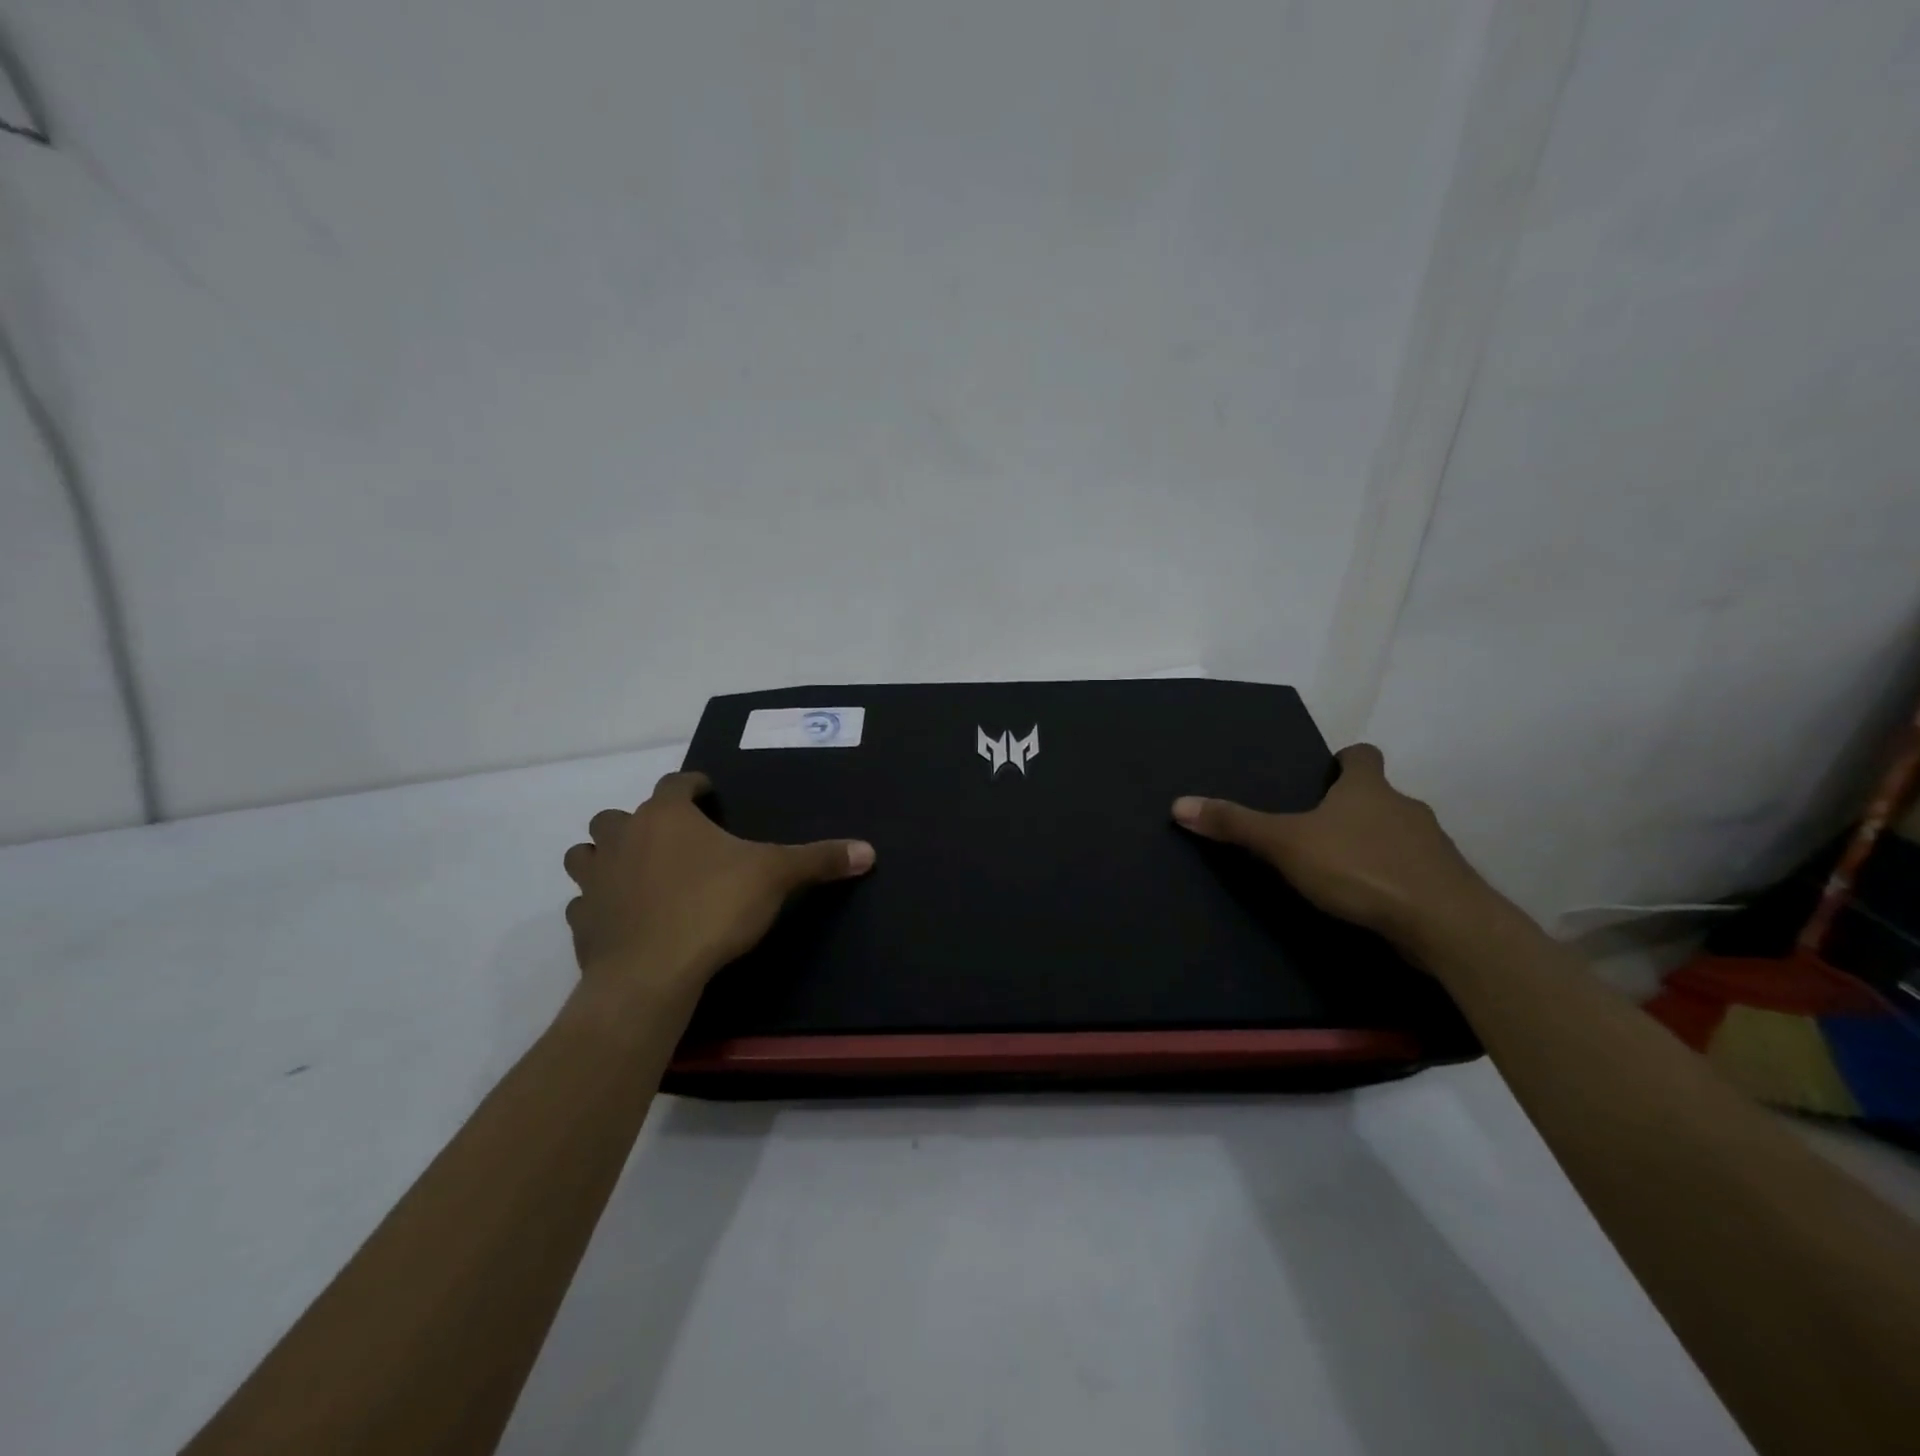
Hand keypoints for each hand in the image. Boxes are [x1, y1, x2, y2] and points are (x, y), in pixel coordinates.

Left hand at [562, 771, 874, 1003]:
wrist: (651, 975)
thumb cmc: (713, 908)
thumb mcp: (775, 877)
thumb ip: (819, 859)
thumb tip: (868, 850)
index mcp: (666, 816)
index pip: (676, 783)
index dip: (693, 785)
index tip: (708, 793)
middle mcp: (622, 838)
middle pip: (618, 815)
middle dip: (641, 821)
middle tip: (671, 841)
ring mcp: (594, 880)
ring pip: (586, 853)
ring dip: (605, 857)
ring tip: (634, 872)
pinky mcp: (581, 923)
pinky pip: (583, 904)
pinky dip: (598, 905)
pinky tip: (620, 917)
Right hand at [1172, 743, 1488, 948]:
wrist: (1445, 924)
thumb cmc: (1361, 868)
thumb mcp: (1286, 844)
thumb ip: (1236, 825)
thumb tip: (1179, 803)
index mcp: (1368, 789)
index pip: (1363, 756)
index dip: (1346, 760)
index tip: (1328, 773)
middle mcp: (1406, 808)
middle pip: (1379, 797)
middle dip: (1353, 809)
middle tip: (1318, 829)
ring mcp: (1432, 847)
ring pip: (1399, 835)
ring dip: (1375, 845)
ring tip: (1342, 870)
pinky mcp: (1445, 884)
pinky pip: (1414, 871)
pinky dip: (1394, 878)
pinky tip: (1372, 901)